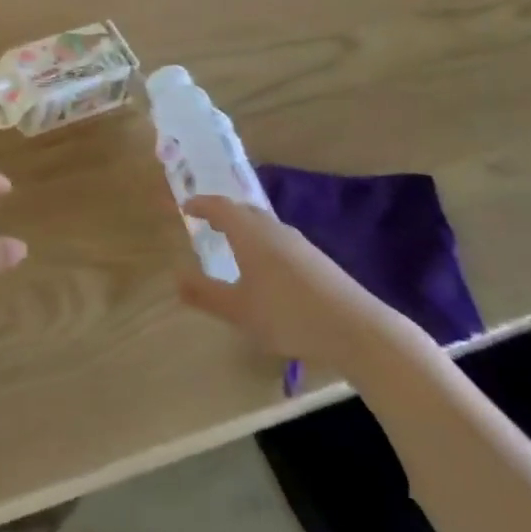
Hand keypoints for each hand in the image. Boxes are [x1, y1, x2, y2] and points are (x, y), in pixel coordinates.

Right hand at [177, 197, 397, 366]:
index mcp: (250, 234)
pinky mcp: (315, 258)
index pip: (220, 207)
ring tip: (233, 243)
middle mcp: (273, 229)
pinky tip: (265, 267)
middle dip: (223, 212)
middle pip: (244, 210)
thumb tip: (177, 276)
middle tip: (207, 221)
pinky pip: (278, 238)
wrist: (354, 327)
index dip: (202, 204)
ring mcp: (298, 242)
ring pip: (263, 224)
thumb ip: (206, 293)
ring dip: (244, 226)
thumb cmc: (287, 315)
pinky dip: (262, 241)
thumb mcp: (239, 310)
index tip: (186, 206)